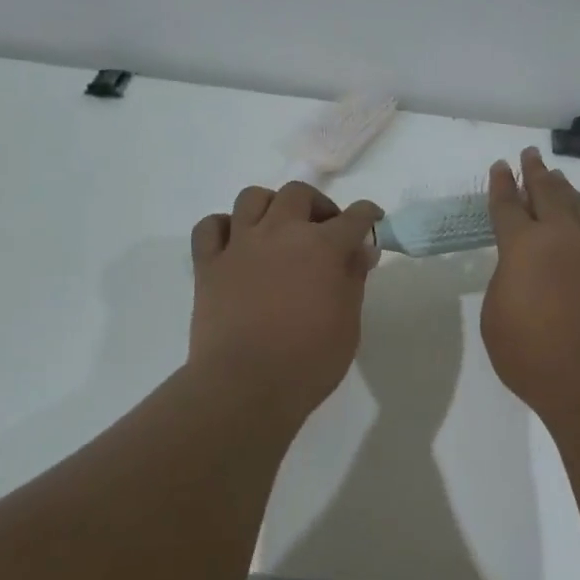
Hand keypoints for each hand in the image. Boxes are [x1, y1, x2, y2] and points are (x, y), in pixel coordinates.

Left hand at [188, 181, 383, 419]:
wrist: (246, 385)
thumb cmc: (309, 360)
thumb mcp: (348, 323)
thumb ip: (353, 279)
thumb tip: (360, 250)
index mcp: (321, 247)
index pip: (353, 217)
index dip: (367, 215)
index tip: (372, 220)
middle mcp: (280, 233)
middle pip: (298, 194)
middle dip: (317, 206)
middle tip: (324, 231)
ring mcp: (240, 245)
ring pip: (252, 198)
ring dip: (271, 207)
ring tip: (278, 231)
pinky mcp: (208, 264)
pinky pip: (210, 227)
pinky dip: (225, 228)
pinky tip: (237, 244)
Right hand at [482, 148, 579, 422]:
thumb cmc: (532, 353)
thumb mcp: (496, 317)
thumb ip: (506, 284)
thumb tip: (523, 273)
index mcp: (524, 247)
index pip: (508, 207)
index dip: (502, 185)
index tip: (501, 166)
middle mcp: (561, 240)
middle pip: (548, 195)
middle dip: (536, 173)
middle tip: (531, 155)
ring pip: (577, 209)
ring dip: (565, 190)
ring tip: (558, 177)